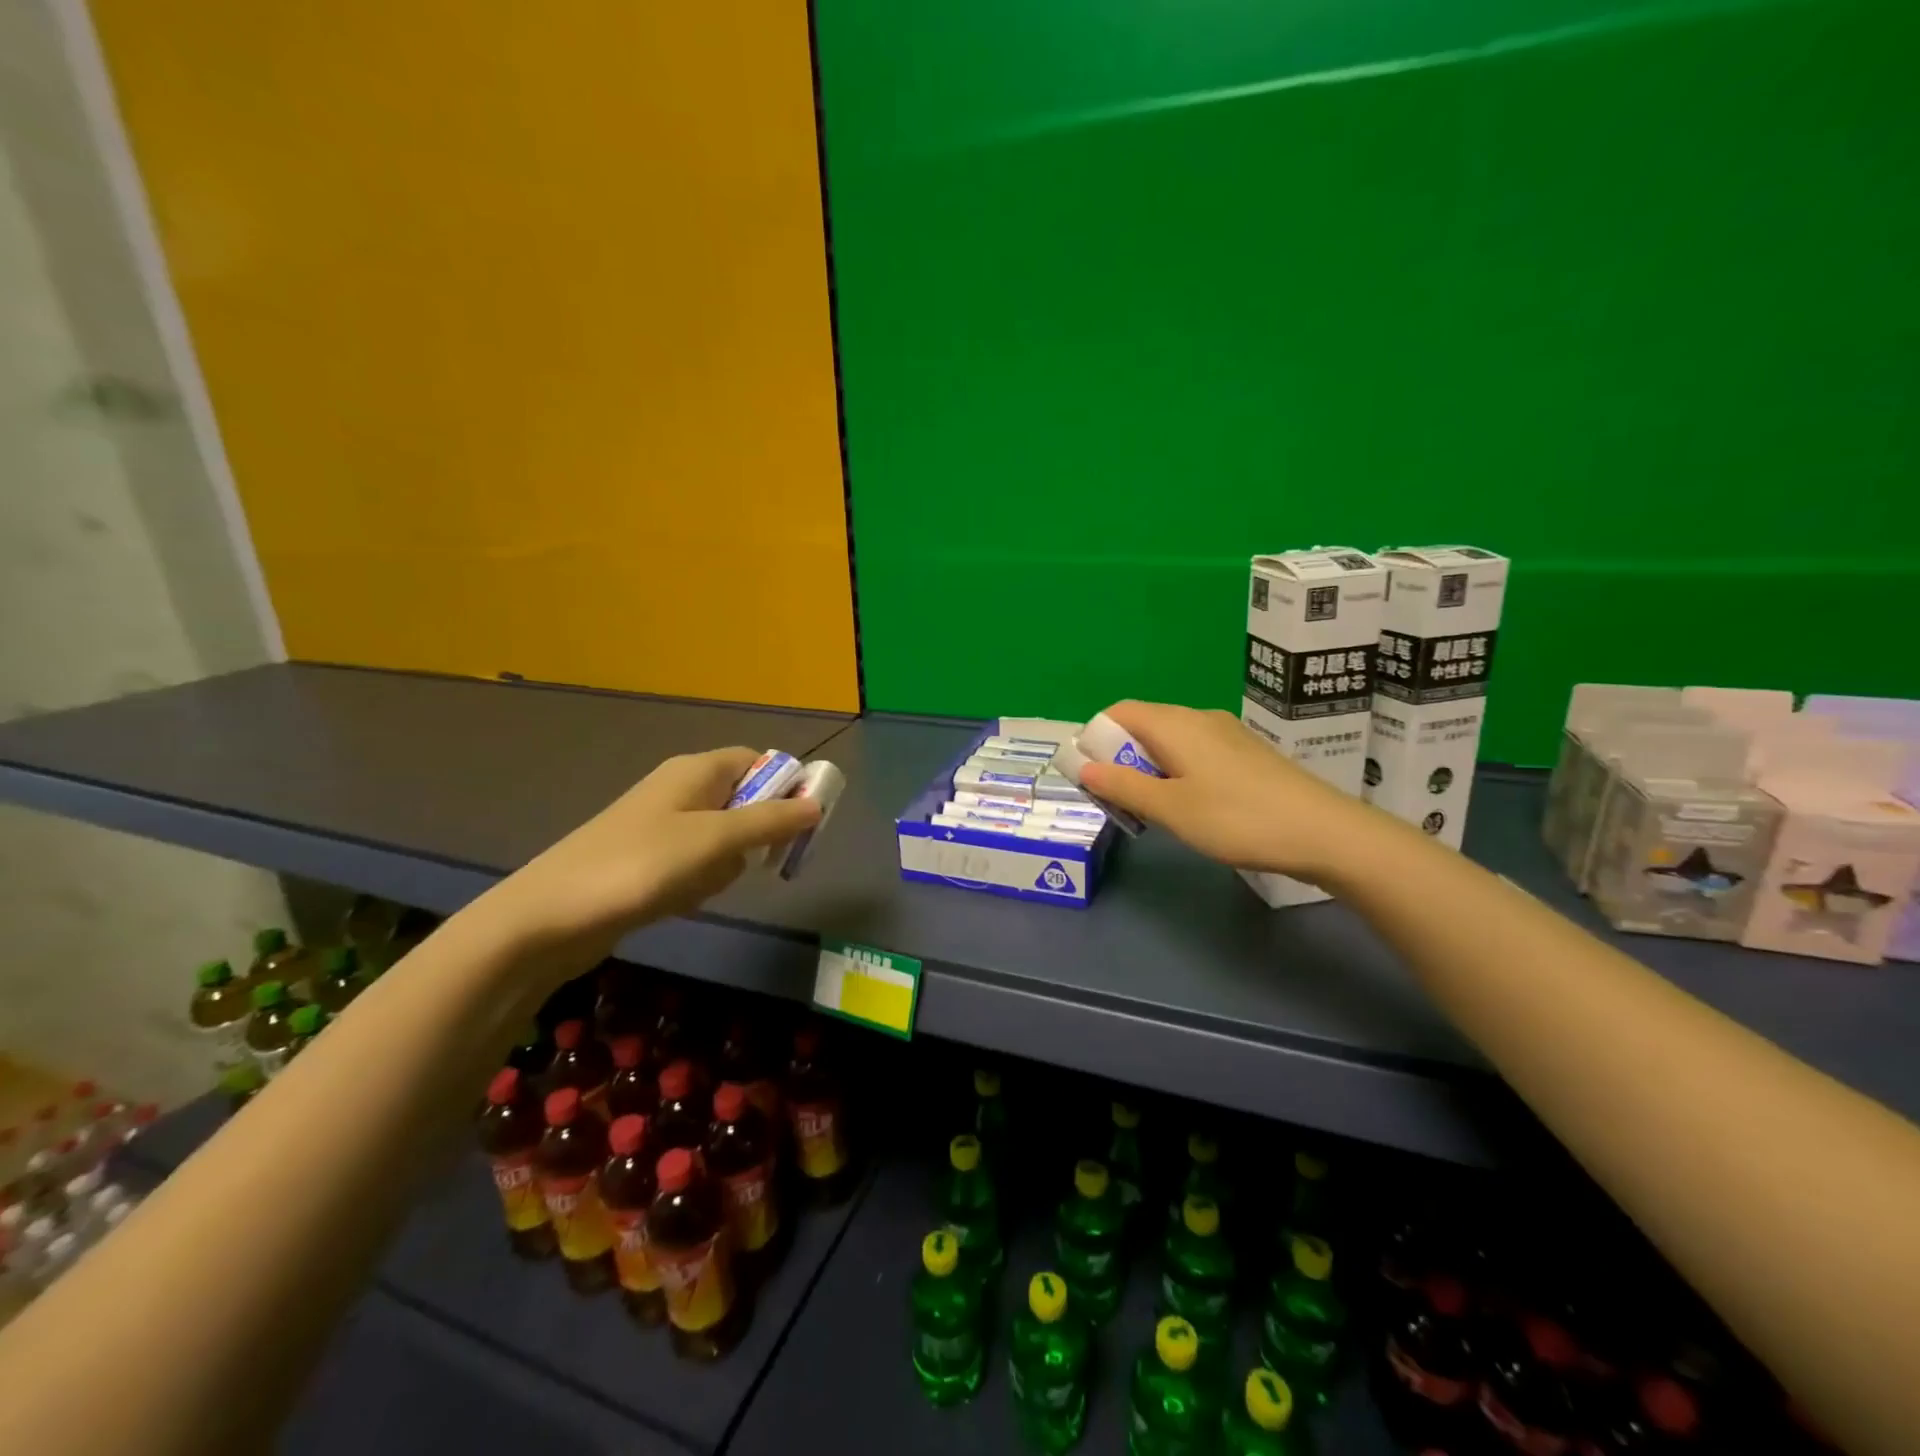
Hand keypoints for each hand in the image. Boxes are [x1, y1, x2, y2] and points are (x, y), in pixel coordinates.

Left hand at [495, 748, 821, 952]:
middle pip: (745, 801)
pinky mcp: (648, 859)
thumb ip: (771, 821)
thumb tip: (816, 804)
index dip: (787, 786)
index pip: (759, 761)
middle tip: (750, 862)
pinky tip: (681, 899)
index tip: (804, 823)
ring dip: (725, 864)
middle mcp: (681, 789)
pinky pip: (696, 863)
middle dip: (755, 835)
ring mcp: (662, 825)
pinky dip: (699, 881)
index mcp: (697, 769)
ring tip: (700, 885)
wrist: (551, 917)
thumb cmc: (642, 865)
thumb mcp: (717, 840)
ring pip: (724, 839)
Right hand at [1078, 701, 1387, 882]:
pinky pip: (1194, 752)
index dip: (1094, 737)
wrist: (1323, 832)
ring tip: (1148, 808)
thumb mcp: (1170, 808)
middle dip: (1119, 757)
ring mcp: (1226, 735)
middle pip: (1143, 725)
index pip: (1119, 712)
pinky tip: (1187, 806)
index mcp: (1175, 724)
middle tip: (1115, 798)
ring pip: (1169, 741)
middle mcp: (1198, 719)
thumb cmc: (1236, 818)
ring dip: (1147, 768)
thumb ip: (1123, 786)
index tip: (1088, 775)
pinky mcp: (1245, 754)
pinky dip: (1175, 772)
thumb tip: (1083, 767)